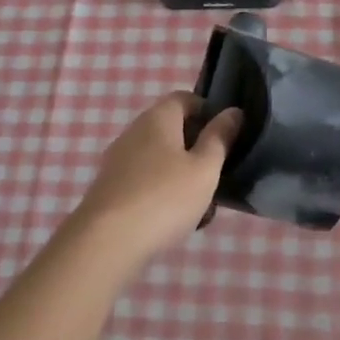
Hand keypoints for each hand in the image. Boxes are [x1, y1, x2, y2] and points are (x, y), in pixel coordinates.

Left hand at [72, 92, 242, 264]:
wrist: (107, 241)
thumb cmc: (164, 197)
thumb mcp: (204, 168)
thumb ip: (220, 138)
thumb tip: (233, 111)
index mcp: (158, 118)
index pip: (185, 98)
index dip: (208, 111)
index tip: (226, 136)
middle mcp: (134, 131)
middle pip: (171, 128)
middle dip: (196, 148)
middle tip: (216, 174)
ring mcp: (118, 159)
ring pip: (159, 157)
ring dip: (181, 174)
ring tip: (199, 204)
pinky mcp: (110, 187)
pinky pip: (144, 179)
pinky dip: (161, 191)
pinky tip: (173, 219)